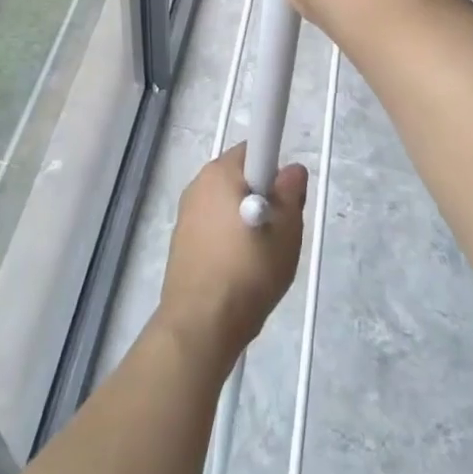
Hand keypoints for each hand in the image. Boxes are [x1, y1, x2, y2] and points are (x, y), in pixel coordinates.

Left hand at [154, 146, 307, 366]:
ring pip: (227, 204)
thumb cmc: (249, 270)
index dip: (275, 170)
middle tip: (280, 231)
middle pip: (241, 177)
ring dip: (245, 220)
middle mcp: (198, 183)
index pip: (255, 149)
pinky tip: (239, 271)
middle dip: (263, 196)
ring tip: (261, 257)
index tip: (285, 200)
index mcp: (220, 171)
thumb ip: (291, 192)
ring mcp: (186, 213)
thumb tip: (291, 170)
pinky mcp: (181, 241)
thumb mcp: (287, 230)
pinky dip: (228, 239)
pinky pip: (214, 227)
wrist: (201, 324)